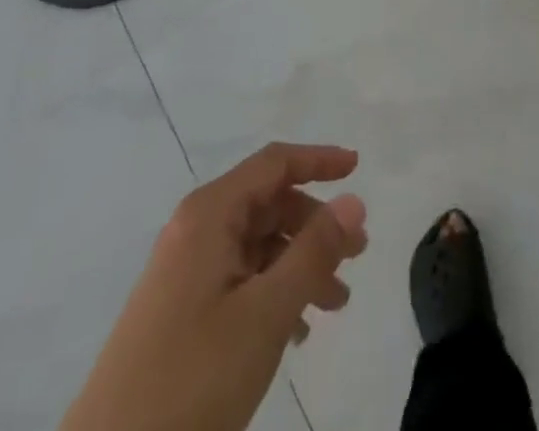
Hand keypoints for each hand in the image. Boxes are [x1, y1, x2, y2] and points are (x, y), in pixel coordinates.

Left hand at [62, 143, 367, 430]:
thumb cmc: (193, 377)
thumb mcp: (266, 313)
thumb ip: (314, 251)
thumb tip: (354, 199)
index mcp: (209, 214)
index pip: (274, 164)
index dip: (318, 160)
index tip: (358, 169)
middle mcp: (195, 230)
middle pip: (269, 204)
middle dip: (315, 225)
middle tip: (356, 256)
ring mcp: (184, 272)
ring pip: (257, 246)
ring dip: (300, 265)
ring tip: (335, 305)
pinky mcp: (179, 312)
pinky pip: (239, 280)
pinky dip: (274, 292)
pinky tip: (297, 331)